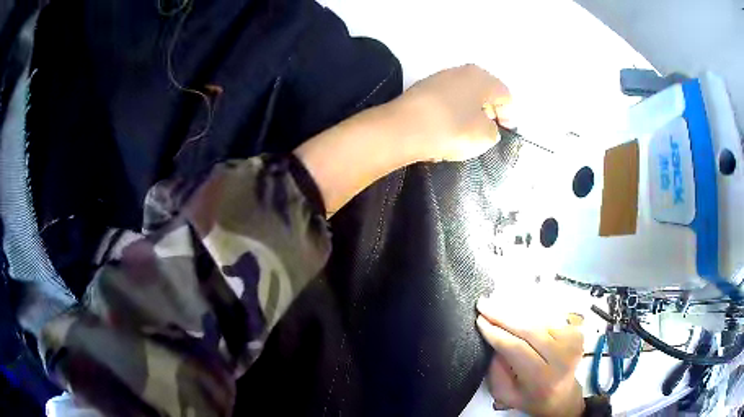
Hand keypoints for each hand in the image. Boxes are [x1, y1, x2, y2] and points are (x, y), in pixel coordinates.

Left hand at [396, 64, 512, 161]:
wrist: (402, 128)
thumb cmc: (452, 129)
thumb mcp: (484, 136)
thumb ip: (493, 131)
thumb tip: (486, 127)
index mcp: (482, 77)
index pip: (505, 96)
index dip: (508, 116)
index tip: (503, 134)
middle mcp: (461, 71)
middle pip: (484, 93)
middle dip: (489, 113)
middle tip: (487, 133)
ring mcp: (439, 78)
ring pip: (463, 96)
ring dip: (468, 113)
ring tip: (465, 134)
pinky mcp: (421, 89)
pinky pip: (445, 102)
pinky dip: (450, 114)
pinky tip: (444, 131)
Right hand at [476, 298, 584, 416]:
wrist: (561, 395)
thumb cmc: (528, 396)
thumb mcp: (504, 392)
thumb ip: (496, 368)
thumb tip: (491, 336)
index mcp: (542, 379)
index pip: (517, 349)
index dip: (497, 333)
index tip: (479, 319)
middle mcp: (561, 358)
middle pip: (530, 329)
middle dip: (503, 315)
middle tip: (483, 303)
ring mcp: (572, 342)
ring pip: (539, 318)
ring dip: (516, 309)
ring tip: (497, 301)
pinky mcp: (575, 331)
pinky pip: (548, 316)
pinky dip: (530, 310)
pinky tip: (516, 306)